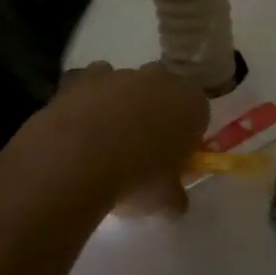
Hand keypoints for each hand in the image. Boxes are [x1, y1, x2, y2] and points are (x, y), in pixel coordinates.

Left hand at [37, 63, 207, 215]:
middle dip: (156, 113)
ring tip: (105, 142)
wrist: (77, 160)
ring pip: (128, 84)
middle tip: (142, 148)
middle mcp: (160, 79)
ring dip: (122, 104)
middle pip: (164, 92)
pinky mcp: (84, 75)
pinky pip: (93, 82)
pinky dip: (90, 98)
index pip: (198, 112)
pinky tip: (80, 125)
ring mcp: (121, 73)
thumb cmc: (136, 179)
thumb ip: (174, 196)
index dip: (186, 135)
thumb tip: (174, 201)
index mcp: (190, 104)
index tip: (174, 158)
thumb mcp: (164, 201)